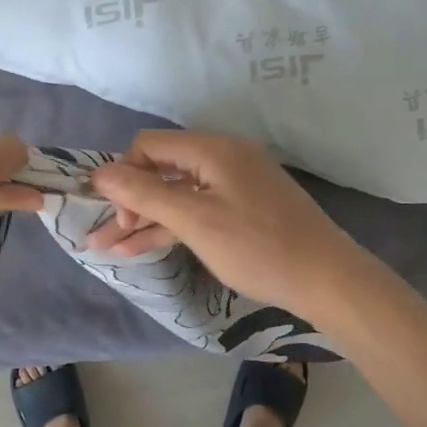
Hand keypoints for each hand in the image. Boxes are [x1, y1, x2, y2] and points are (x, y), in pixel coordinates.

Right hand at [87, 131, 378, 315]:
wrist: (327, 279)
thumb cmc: (257, 247)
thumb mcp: (194, 220)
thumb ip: (144, 195)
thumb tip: (99, 174)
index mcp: (212, 150)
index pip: (149, 147)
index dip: (124, 176)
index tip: (116, 216)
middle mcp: (223, 158)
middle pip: (161, 171)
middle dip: (127, 203)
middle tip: (102, 237)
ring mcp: (234, 185)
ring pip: (177, 195)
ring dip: (144, 219)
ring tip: (108, 248)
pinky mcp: (243, 209)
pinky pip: (197, 210)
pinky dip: (172, 226)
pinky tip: (143, 247)